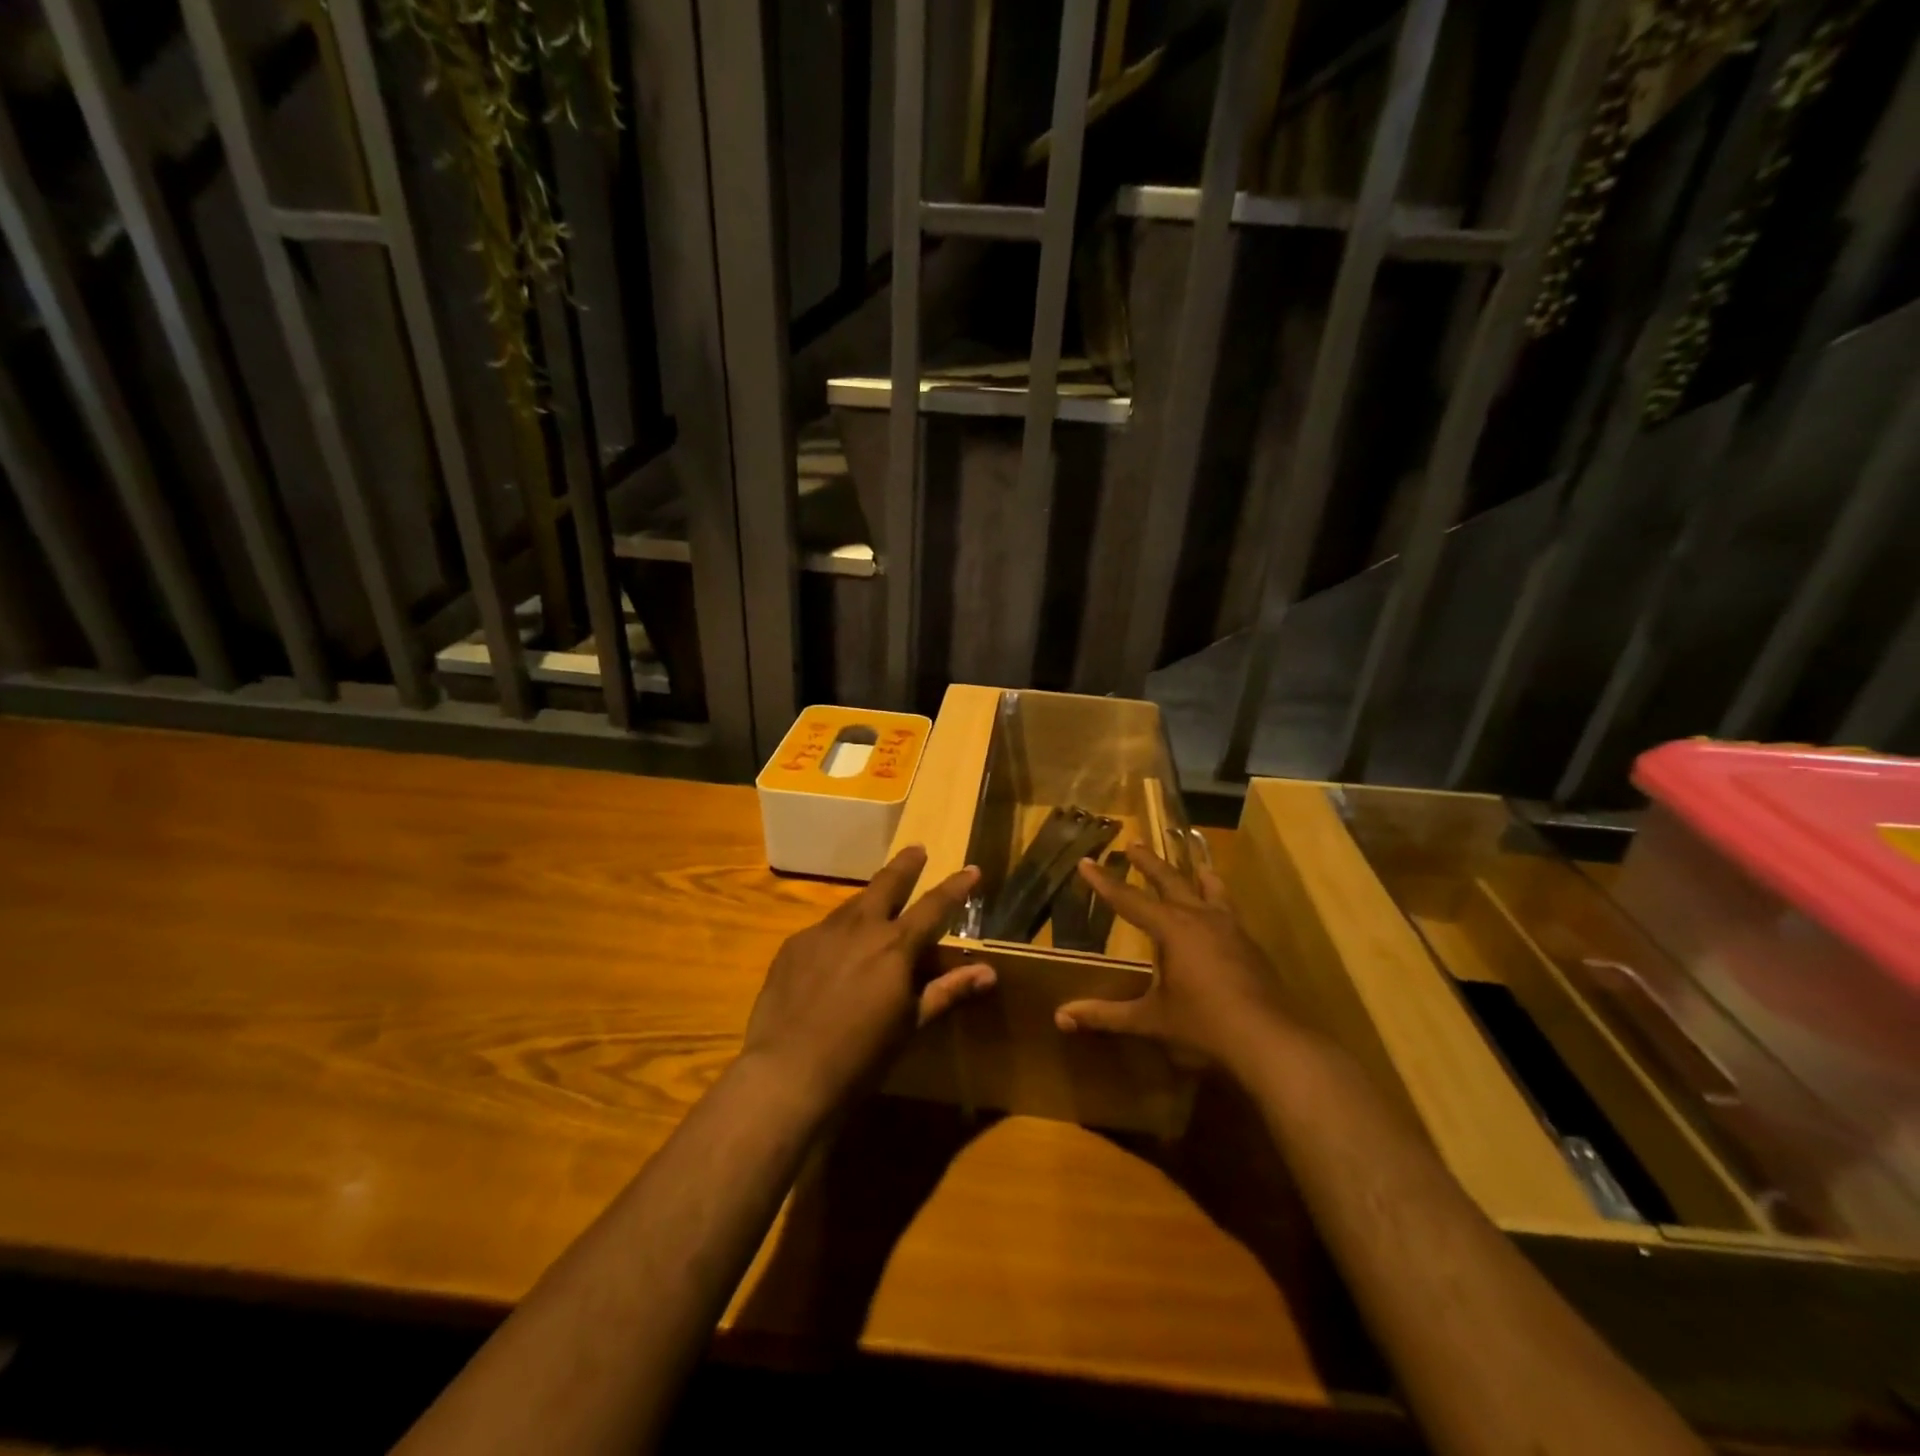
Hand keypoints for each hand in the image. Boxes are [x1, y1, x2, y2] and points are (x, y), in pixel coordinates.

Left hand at [742, 847, 989, 1112]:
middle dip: (906, 865)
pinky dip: (839, 933)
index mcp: (895, 945)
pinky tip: (835, 954)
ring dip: (871, 900)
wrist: (787, 1073)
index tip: (972, 869)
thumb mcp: (910, 1024)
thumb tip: (989, 972)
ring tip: (878, 903)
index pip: (935, 906)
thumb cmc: (861, 1056)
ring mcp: (822, 932)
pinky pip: (824, 930)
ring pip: (853, 904)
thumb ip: (947, 991)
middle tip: (917, 850)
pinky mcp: (793, 946)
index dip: (956, 887)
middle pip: (887, 883)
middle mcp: (860, 927)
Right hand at [1054, 845, 1291, 1076]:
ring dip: (1194, 873)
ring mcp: (1230, 928)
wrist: (1269, 1039)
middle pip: (1170, 880)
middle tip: (1133, 844)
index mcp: (1171, 929)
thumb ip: (1106, 1015)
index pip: (1128, 900)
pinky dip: (1218, 899)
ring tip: (1193, 862)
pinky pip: (1229, 909)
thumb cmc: (1203, 1025)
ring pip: (1210, 888)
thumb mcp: (1150, 1020)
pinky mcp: (1250, 944)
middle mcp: (1200, 918)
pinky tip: (1220, 912)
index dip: (1104, 882)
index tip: (1085, 862)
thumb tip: (1061, 1017)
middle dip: (1148, 863)